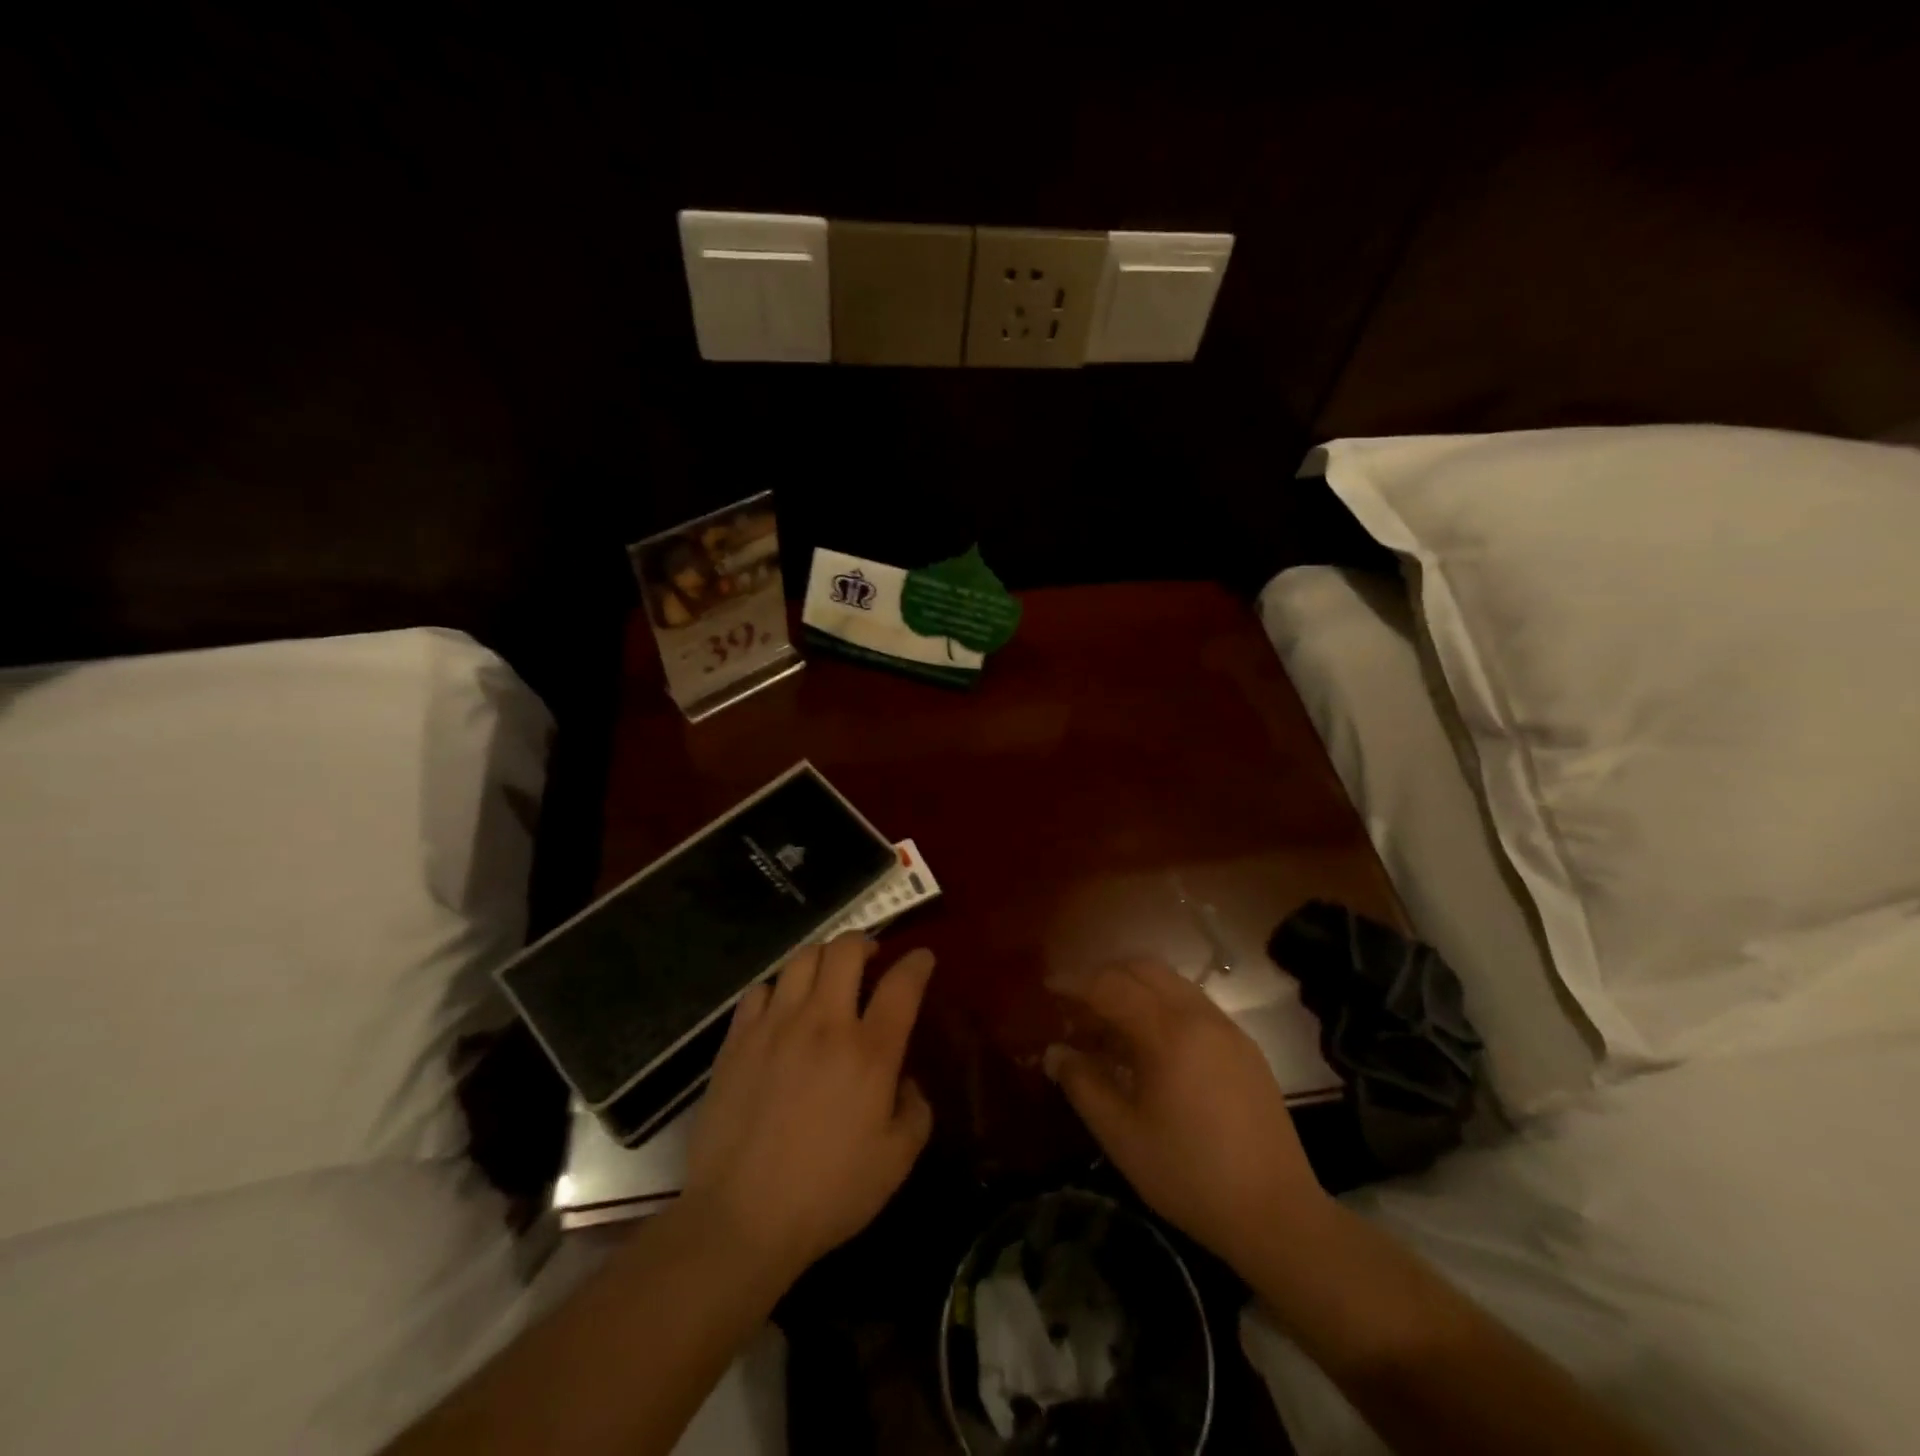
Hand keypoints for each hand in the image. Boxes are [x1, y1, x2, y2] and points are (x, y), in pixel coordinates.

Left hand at [684, 934, 935, 1287]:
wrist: (741, 1218)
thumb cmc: (828, 1194)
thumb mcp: (896, 1162)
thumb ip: (916, 1111)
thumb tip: (906, 1080)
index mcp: (869, 1052)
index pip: (902, 984)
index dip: (917, 963)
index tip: (922, 958)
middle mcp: (824, 1023)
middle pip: (846, 950)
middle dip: (865, 942)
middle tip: (870, 958)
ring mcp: (776, 1026)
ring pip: (802, 959)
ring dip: (823, 958)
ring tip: (828, 975)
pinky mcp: (738, 1040)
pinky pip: (760, 990)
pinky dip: (779, 988)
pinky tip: (782, 1007)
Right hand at [1043, 958, 1331, 1275]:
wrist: (1276, 1214)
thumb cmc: (1189, 1175)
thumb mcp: (1122, 1136)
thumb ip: (1083, 1084)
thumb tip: (1054, 1052)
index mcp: (1168, 1032)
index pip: (1110, 985)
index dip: (1075, 982)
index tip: (1048, 987)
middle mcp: (1199, 1015)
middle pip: (1143, 969)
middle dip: (1105, 975)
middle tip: (1077, 1002)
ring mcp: (1227, 1028)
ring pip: (1171, 982)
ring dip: (1135, 988)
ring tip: (1109, 1023)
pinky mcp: (1244, 1046)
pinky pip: (1193, 1004)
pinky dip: (1162, 1005)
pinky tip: (1150, 1045)